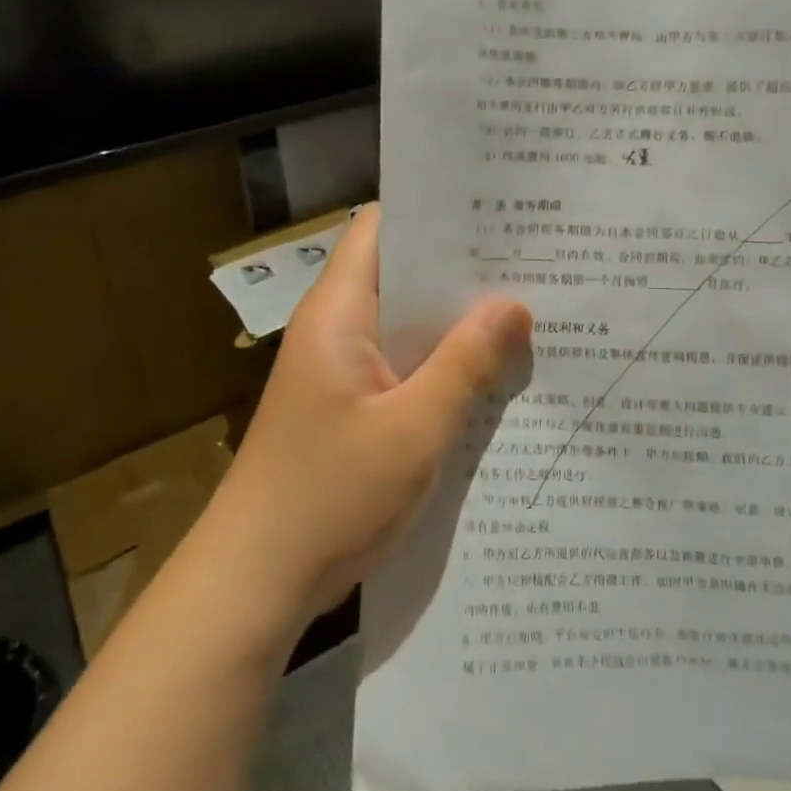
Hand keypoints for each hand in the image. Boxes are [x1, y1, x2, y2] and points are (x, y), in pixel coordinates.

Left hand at [204, 206, 530, 633]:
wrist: (256, 579)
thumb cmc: (330, 495)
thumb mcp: (413, 429)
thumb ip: (466, 363)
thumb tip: (513, 304)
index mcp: (338, 312)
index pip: (382, 228)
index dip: (435, 212)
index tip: (498, 210)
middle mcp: (336, 328)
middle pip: (400, 274)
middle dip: (462, 269)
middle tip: (535, 262)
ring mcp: (341, 369)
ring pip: (406, 324)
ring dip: (456, 321)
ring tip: (529, 309)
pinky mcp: (350, 407)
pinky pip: (403, 366)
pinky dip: (443, 364)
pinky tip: (493, 375)